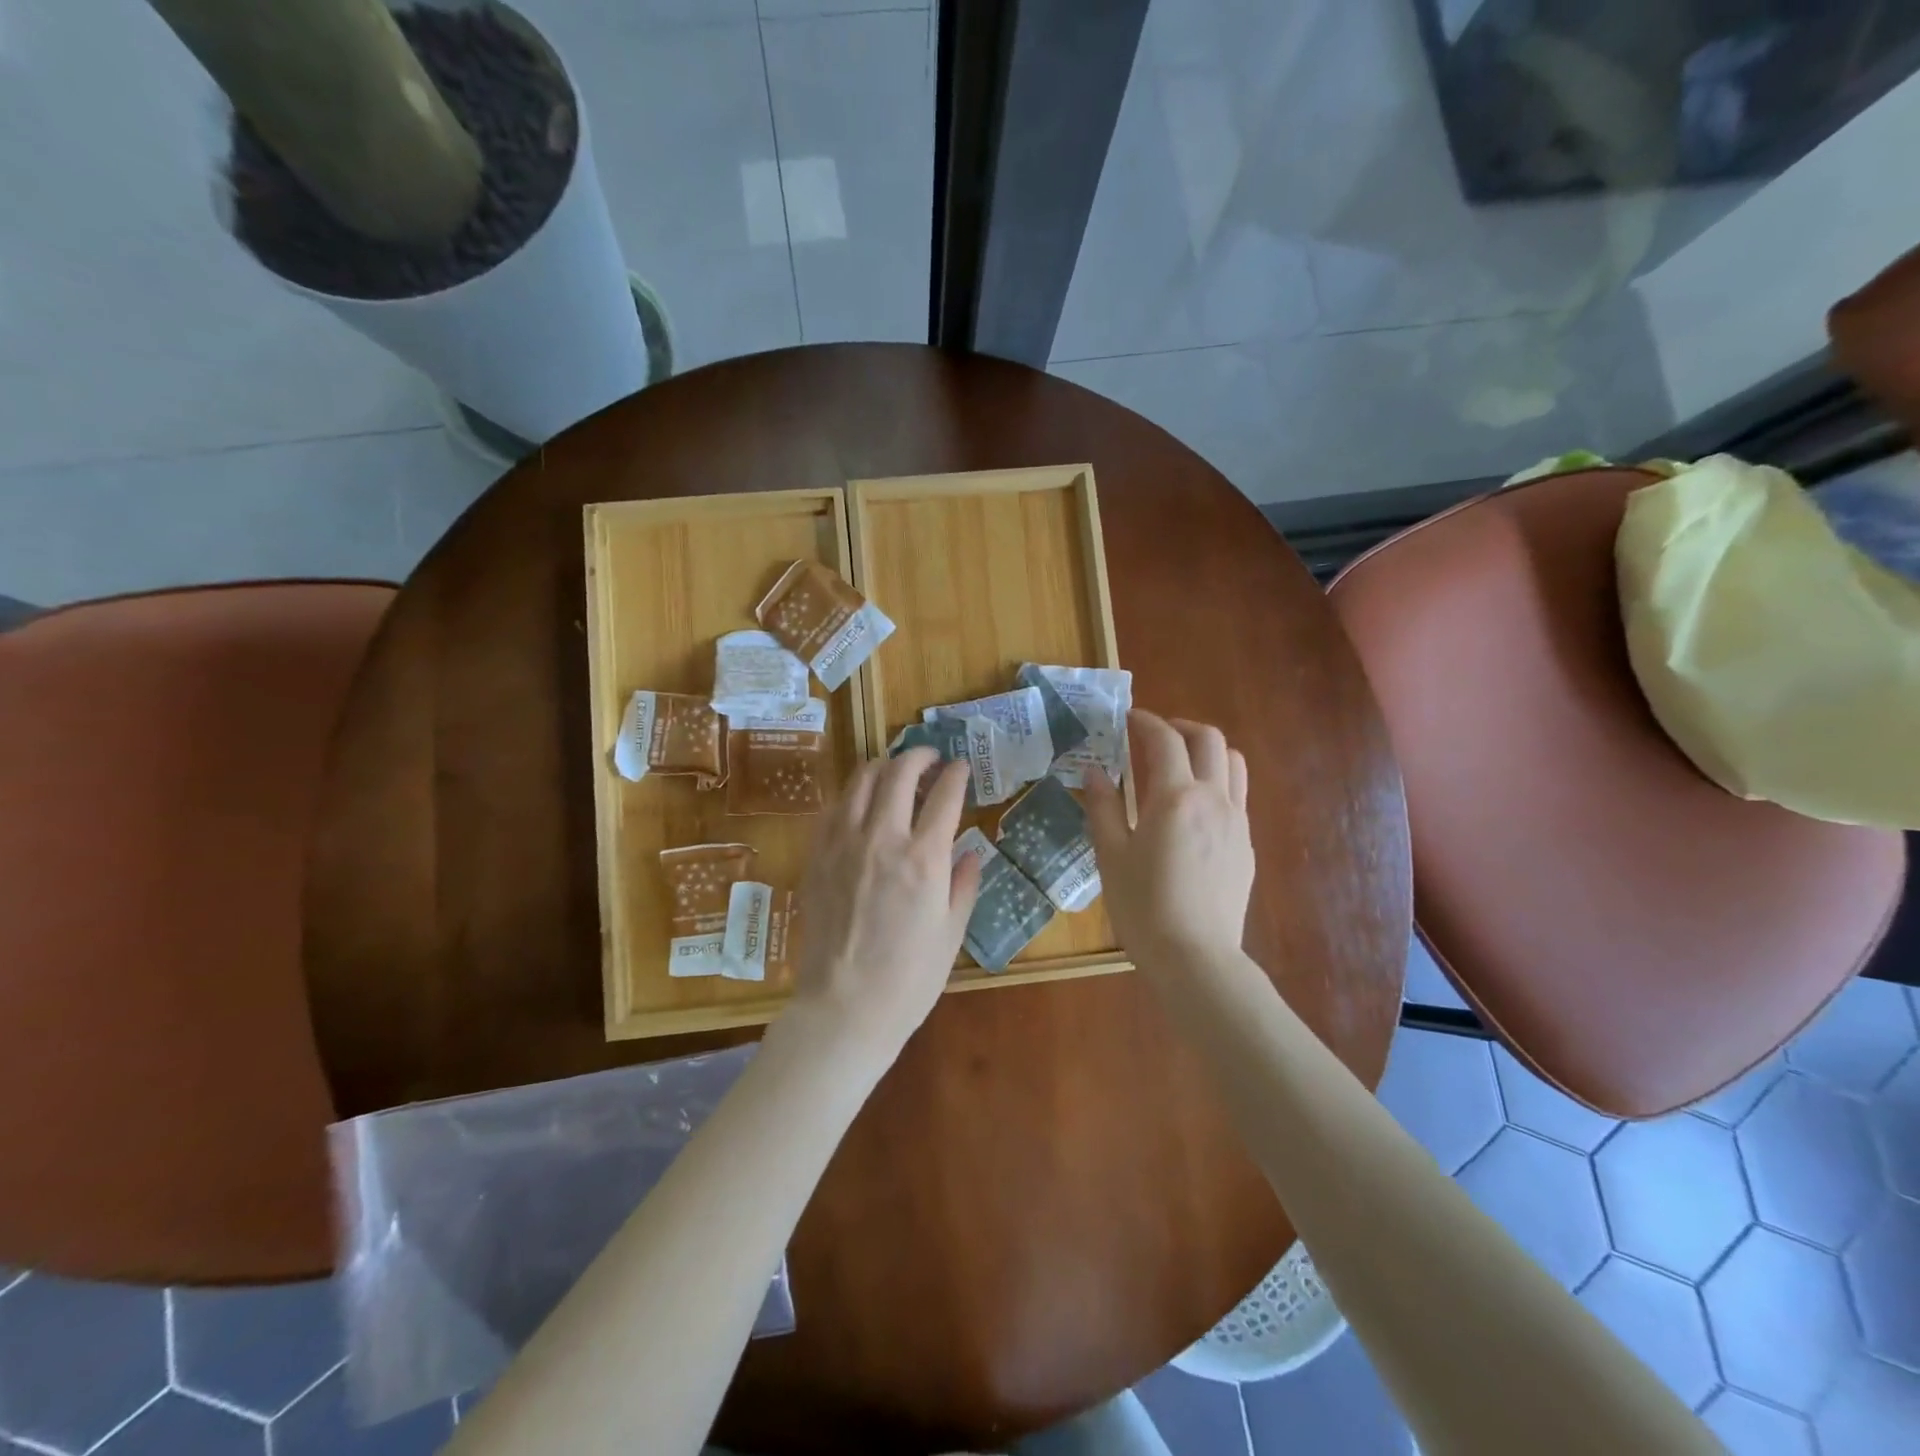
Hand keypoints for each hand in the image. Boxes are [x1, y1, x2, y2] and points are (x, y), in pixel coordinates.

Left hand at [786, 747, 981, 1062]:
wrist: (845, 1007)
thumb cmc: (909, 978)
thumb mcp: (952, 933)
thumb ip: (963, 885)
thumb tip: (970, 853)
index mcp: (924, 858)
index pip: (944, 795)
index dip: (956, 774)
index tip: (961, 768)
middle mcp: (882, 839)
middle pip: (899, 773)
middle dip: (918, 755)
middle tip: (929, 757)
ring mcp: (843, 844)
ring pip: (861, 781)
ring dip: (882, 765)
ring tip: (894, 769)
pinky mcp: (816, 857)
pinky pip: (833, 808)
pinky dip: (852, 794)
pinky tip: (860, 802)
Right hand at [1084, 711, 1253, 967]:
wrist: (1195, 958)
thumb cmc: (1143, 907)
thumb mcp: (1111, 855)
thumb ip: (1103, 807)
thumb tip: (1094, 772)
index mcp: (1175, 797)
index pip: (1165, 740)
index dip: (1146, 721)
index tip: (1129, 719)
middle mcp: (1213, 799)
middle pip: (1209, 740)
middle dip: (1181, 727)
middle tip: (1155, 736)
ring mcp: (1236, 822)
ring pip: (1233, 763)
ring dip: (1207, 750)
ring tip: (1181, 763)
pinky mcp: (1246, 845)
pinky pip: (1237, 795)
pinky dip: (1217, 781)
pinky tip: (1194, 807)